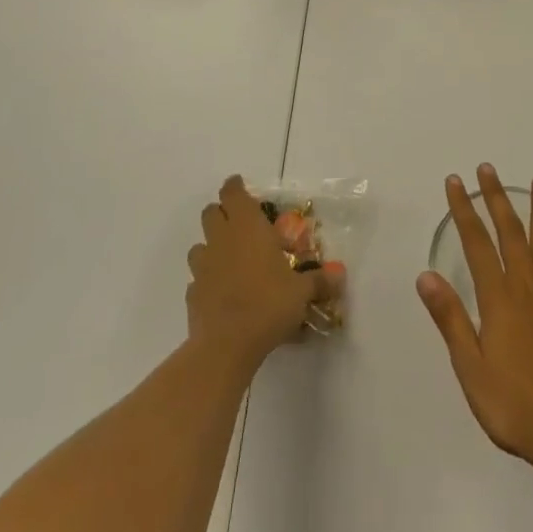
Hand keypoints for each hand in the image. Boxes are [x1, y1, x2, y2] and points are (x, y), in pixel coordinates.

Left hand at [188, 175, 324, 369]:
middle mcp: (222, 239)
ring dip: (211, 247)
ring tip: (229, 261)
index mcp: (247, 227)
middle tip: (240, 225)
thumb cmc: (268, 304)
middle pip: (211, 212)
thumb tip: (340, 277)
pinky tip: (221, 293)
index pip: (233, 192)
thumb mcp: (301, 292)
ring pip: (199, 245)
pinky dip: (206, 280)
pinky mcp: (192, 293)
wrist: (226, 345)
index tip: (240, 186)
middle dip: (222, 214)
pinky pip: (197, 278)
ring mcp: (203, 266)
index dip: (235, 187)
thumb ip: (319, 281)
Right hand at [417, 165, 532, 470]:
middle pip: (511, 235)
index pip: (476, 244)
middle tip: (488, 169)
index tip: (456, 182)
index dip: (465, 211)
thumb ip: (450, 319)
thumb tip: (426, 275)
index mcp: (499, 301)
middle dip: (497, 199)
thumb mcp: (470, 369)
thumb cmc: (513, 408)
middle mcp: (527, 291)